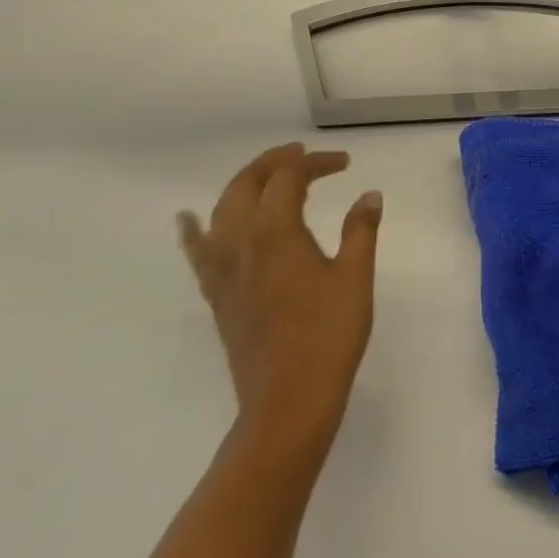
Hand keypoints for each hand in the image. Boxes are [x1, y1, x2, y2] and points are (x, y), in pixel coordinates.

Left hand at [177, 144, 382, 449]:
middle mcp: (239, 240)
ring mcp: (221, 268)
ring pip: (221, 208)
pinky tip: (189, 219)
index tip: (344, 163)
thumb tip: (370, 195)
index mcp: (276, 231)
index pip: (289, 177)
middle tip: (306, 159)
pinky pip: (197, 249)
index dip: (315, 162)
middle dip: (275, 163)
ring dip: (245, 184)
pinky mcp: (215, 293)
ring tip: (269, 179)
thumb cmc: (329, 335)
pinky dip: (195, 228)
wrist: (288, 398)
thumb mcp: (355, 278)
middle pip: (247, 182)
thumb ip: (361, 230)